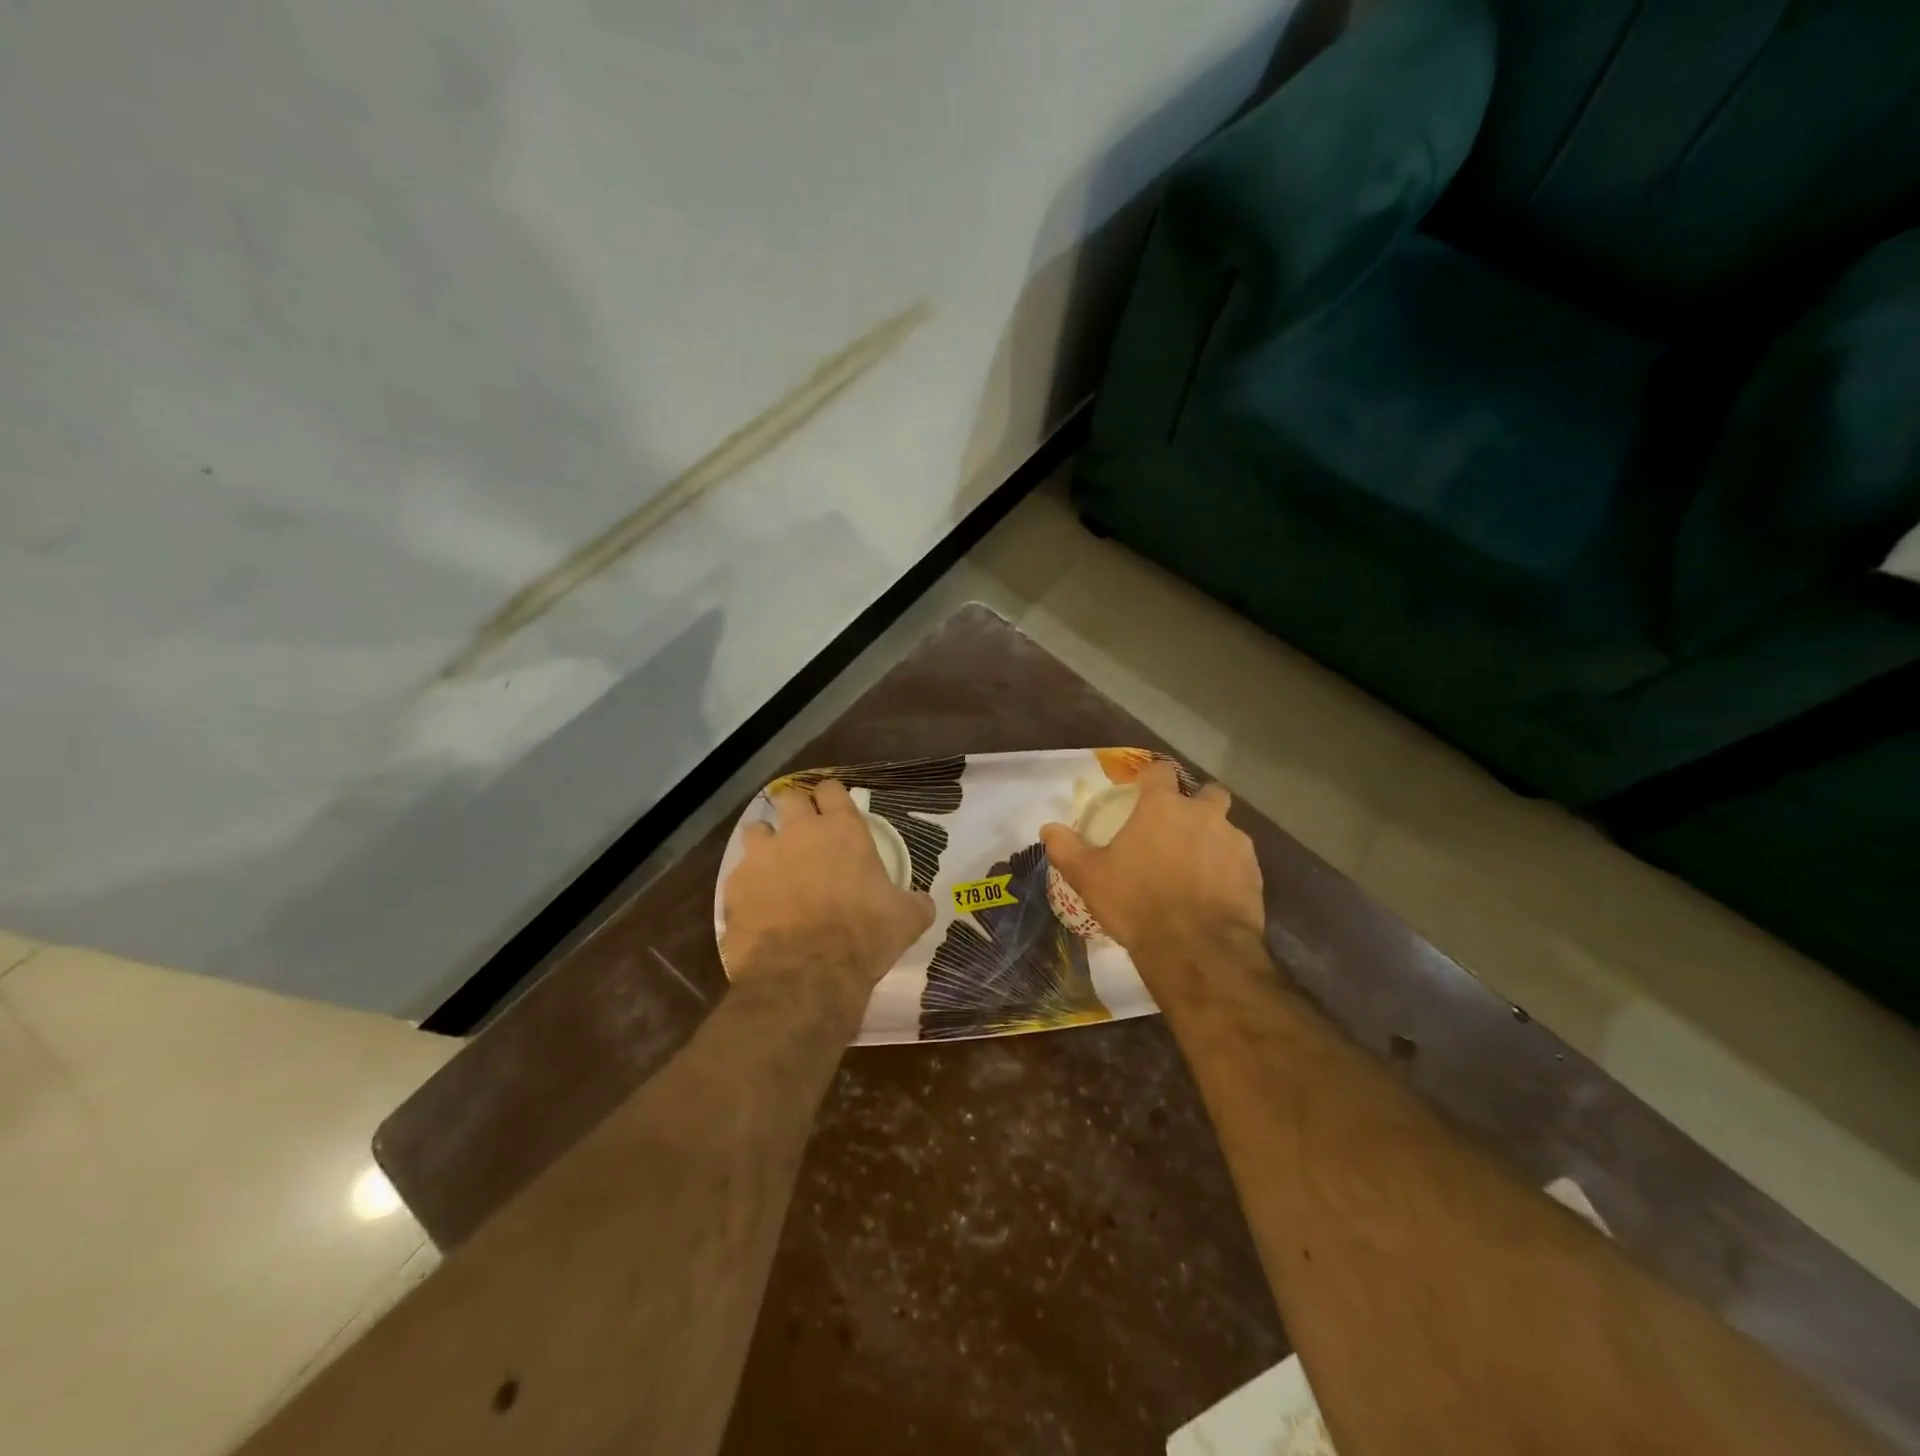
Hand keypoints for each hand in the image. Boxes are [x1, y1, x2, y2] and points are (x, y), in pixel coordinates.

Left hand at [722, 778, 934, 997]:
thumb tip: (924, 903)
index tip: (833, 809)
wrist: (806, 974)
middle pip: (789, 798)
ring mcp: (763, 857)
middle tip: (802, 831)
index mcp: (843, 831)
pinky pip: (739, 874)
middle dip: (794, 809)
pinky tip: (757, 905)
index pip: (832, 790)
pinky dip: (748, 884)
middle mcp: (800, 832)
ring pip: (756, 829)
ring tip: (773, 864)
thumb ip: (915, 903)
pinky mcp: (736, 886)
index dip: (832, 797)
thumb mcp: (906, 920)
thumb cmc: (863, 937)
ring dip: (765, 841)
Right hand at [1040, 760, 1264, 961]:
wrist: (1196, 950)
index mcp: (1163, 807)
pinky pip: (1239, 862)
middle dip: (1196, 805)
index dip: (1151, 778)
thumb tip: (1048, 828)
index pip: (1160, 771)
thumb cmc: (1137, 903)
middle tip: (1178, 828)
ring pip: (1227, 829)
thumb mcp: (1089, 877)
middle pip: (1208, 793)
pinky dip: (1227, 870)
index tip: (1143, 790)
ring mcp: (1235, 843)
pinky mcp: (1254, 874)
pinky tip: (1213, 894)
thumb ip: (1067, 848)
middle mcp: (1204, 815)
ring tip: (1195, 868)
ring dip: (1213, 839)